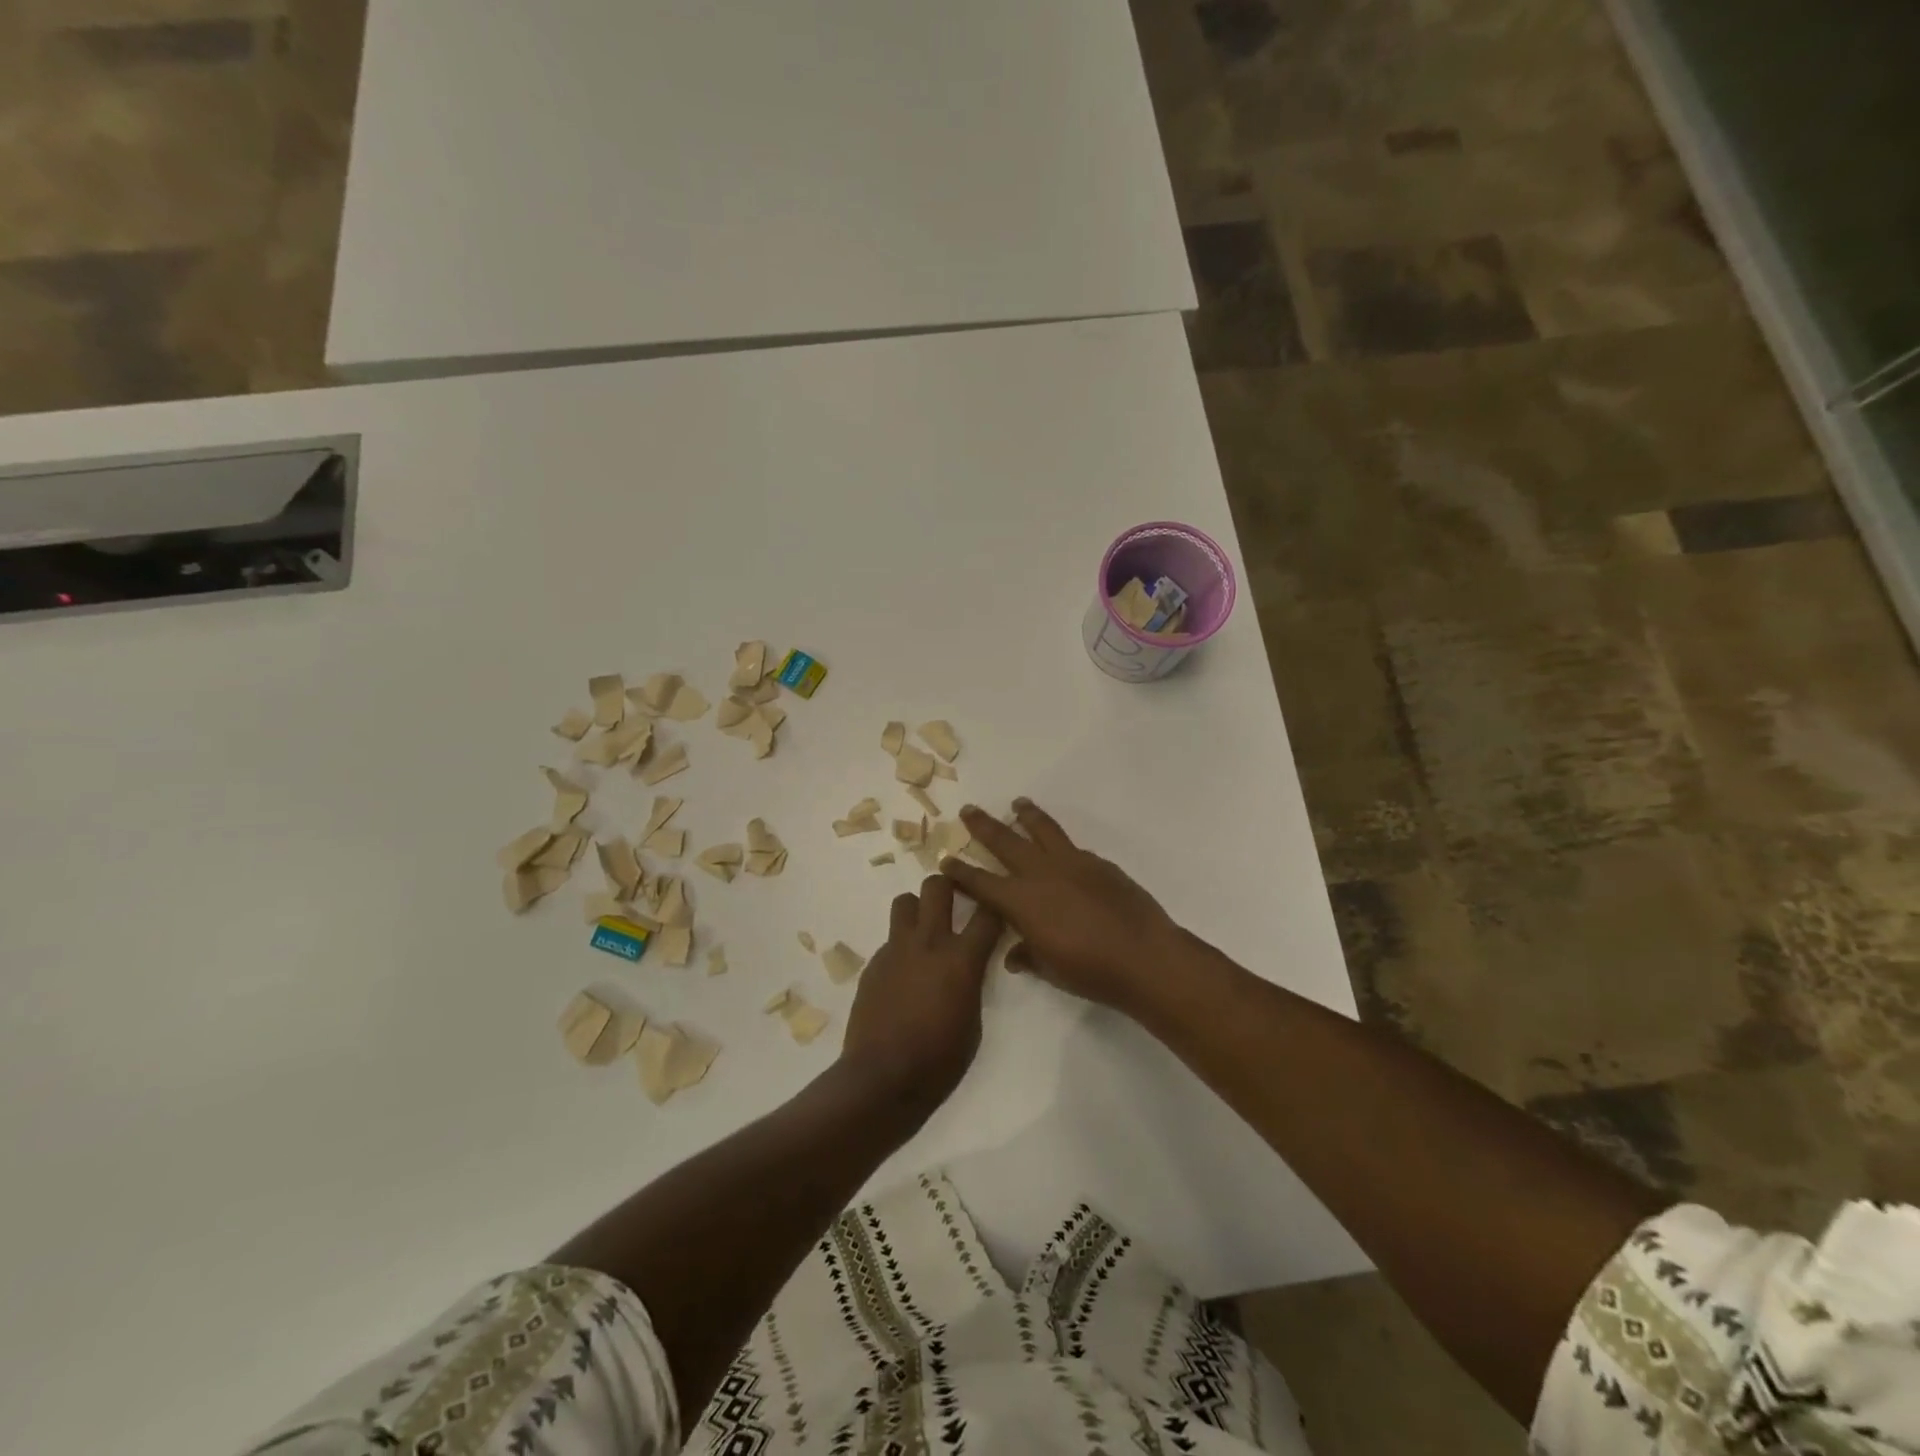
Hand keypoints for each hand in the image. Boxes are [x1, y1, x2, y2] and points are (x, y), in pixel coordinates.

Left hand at [839, 875, 1003, 1112]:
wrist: (882, 1077)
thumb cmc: (939, 1060)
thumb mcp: (973, 1022)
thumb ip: (972, 983)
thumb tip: (967, 969)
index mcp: (961, 959)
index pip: (988, 913)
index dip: (997, 906)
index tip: (999, 908)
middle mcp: (928, 942)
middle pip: (937, 886)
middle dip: (949, 885)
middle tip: (955, 900)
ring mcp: (896, 949)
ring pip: (905, 901)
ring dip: (917, 909)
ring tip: (924, 931)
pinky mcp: (874, 963)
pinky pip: (891, 940)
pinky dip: (901, 947)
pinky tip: (903, 975)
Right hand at [942, 799, 1179, 1014]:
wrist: (1144, 956)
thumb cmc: (1090, 971)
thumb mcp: (1050, 969)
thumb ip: (1028, 956)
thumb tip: (1014, 955)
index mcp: (1022, 901)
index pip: (981, 882)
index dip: (961, 872)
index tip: (945, 860)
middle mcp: (1041, 873)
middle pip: (1005, 841)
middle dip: (984, 826)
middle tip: (969, 810)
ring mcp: (1073, 863)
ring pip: (1043, 830)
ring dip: (1027, 815)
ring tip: (1018, 803)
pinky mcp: (1099, 864)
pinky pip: (1073, 848)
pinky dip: (1061, 843)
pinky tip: (1062, 849)